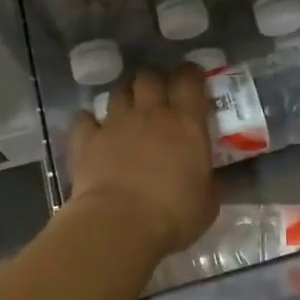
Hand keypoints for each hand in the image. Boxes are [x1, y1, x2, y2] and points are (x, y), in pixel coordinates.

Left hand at [69, 66, 217, 256]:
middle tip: (160, 96)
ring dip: (126, 98)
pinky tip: (93, 129)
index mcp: (186, 124)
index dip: (191, 74)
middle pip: (150, 78)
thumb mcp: (208, 203)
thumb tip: (214, 180)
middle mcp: (150, 114)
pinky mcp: (86, 140)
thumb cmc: (173, 215)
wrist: (119, 225)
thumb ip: (211, 183)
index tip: (193, 77)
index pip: (190, 81)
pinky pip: (86, 120)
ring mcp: (115, 124)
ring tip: (129, 112)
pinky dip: (90, 122)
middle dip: (155, 81)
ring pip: (119, 93)